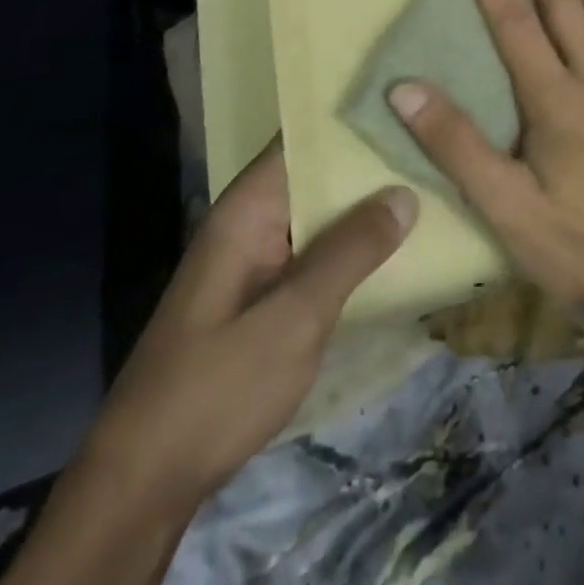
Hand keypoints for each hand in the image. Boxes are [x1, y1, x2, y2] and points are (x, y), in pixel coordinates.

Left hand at [84, 143, 416, 516]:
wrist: (145, 484)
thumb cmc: (216, 389)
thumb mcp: (294, 318)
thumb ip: (350, 252)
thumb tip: (404, 192)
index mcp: (248, 209)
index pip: (303, 138)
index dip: (353, 116)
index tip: (410, 99)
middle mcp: (252, 222)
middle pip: (318, 173)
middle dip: (372, 161)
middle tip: (439, 144)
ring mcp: (258, 260)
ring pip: (322, 214)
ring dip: (368, 205)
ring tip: (435, 182)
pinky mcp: (266, 295)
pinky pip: (318, 252)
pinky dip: (355, 245)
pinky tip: (401, 245)